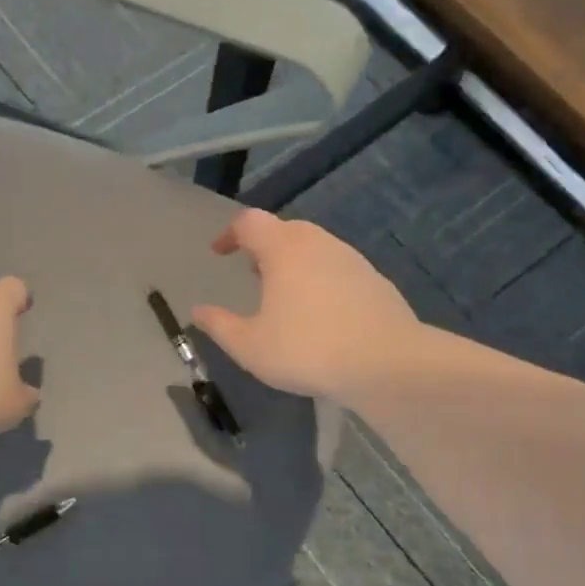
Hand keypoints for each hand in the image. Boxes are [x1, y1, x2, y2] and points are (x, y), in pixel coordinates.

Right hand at [192, 210, 419, 402]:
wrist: (387, 363)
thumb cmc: (307, 349)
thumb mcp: (250, 346)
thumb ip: (219, 325)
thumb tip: (198, 311)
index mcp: (283, 249)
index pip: (249, 222)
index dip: (229, 234)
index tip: (219, 253)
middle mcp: (318, 243)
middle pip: (284, 230)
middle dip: (263, 247)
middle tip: (250, 273)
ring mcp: (351, 259)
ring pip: (313, 248)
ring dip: (292, 263)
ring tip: (283, 295)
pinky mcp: (374, 280)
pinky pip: (336, 268)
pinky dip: (319, 279)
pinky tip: (319, 313)